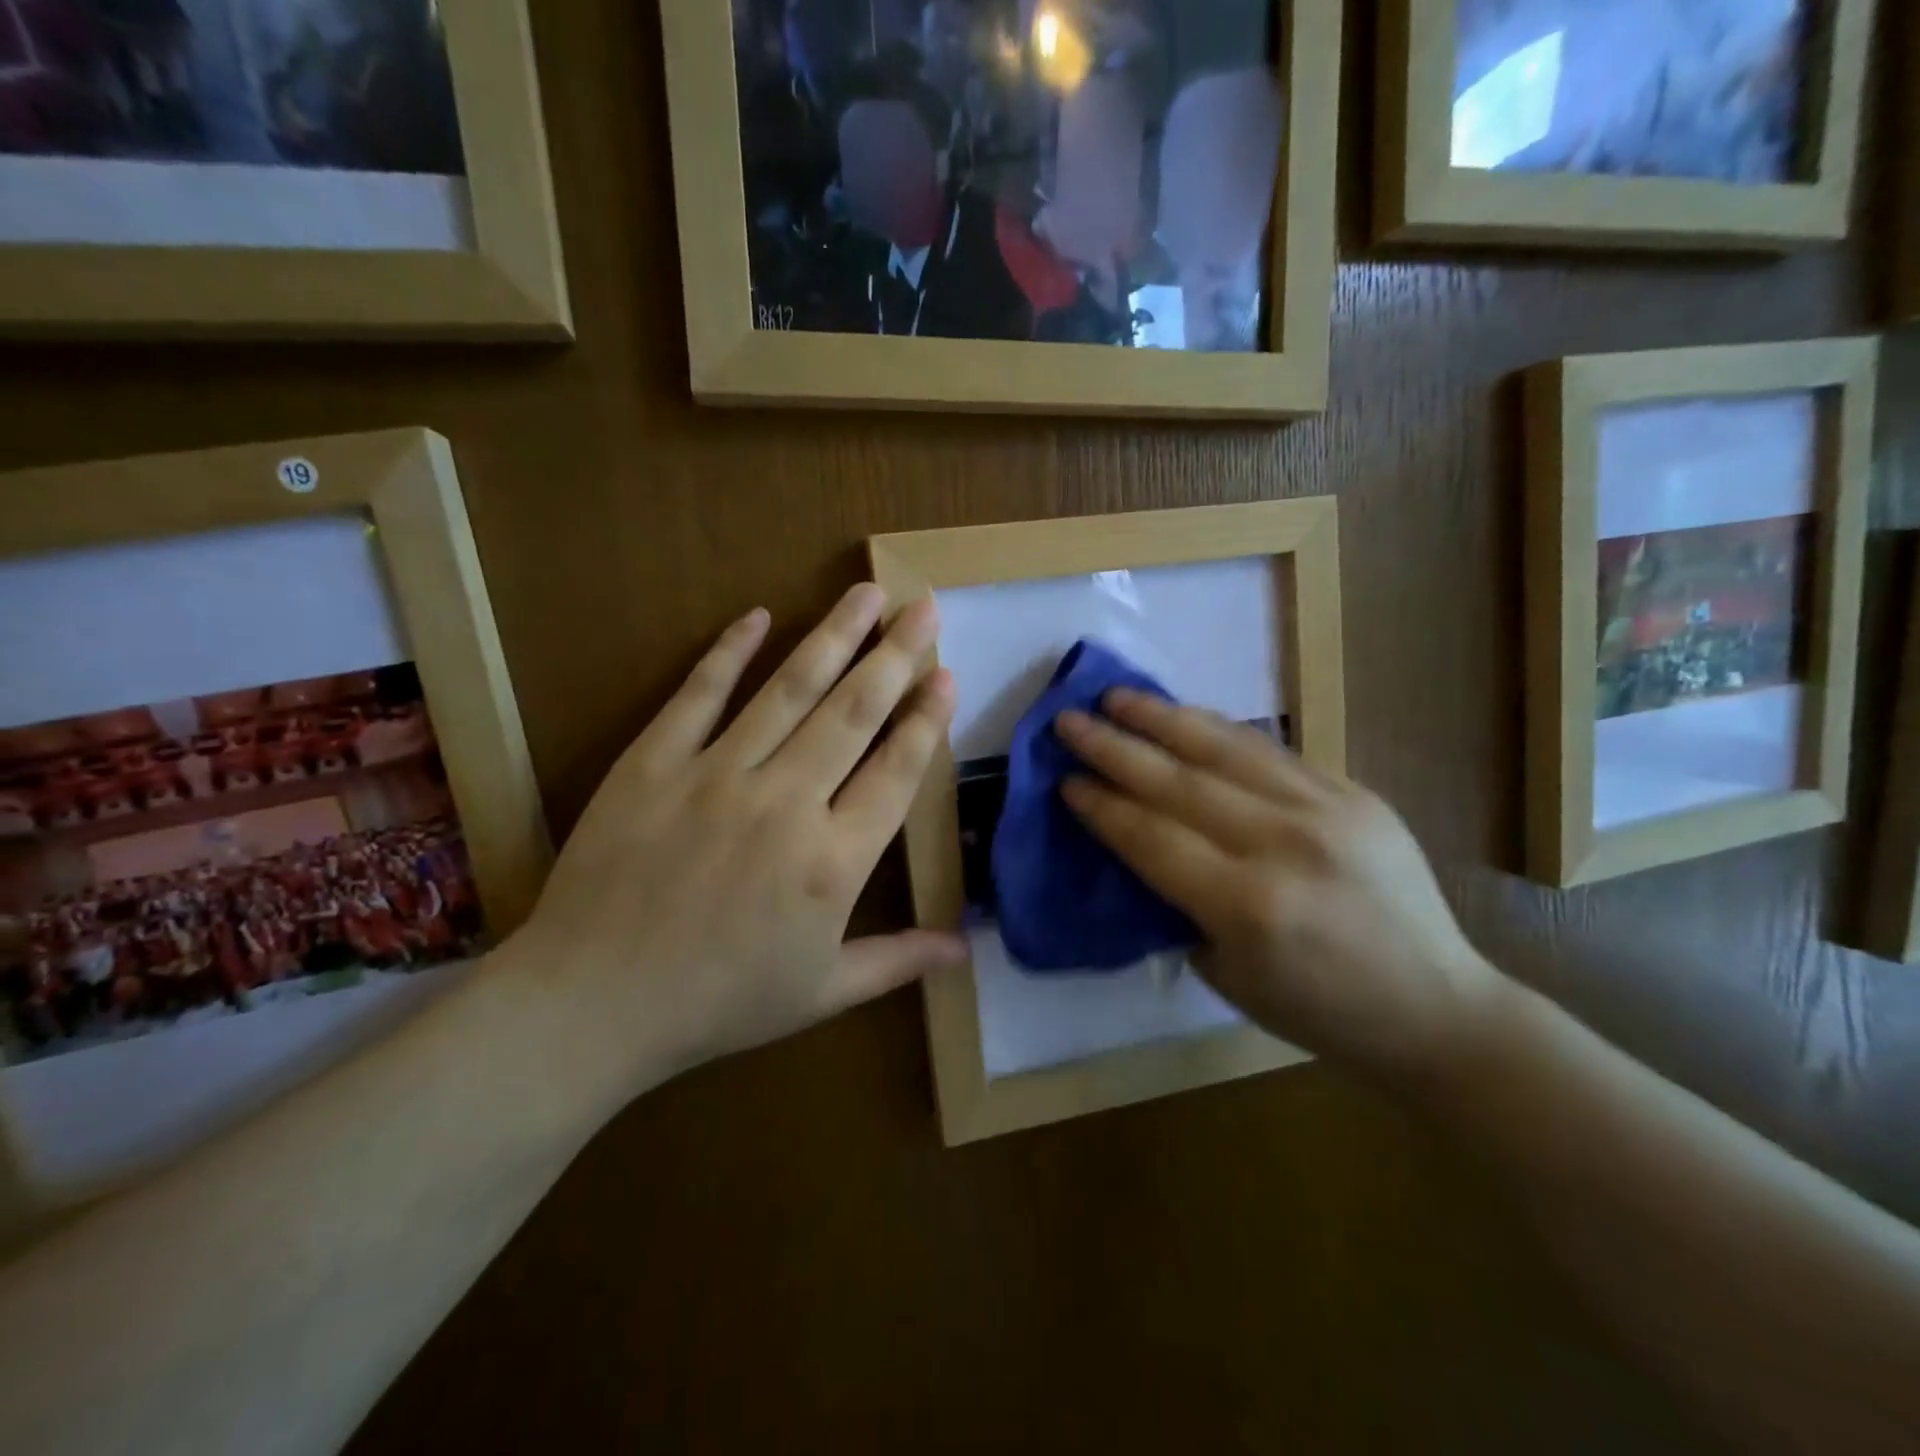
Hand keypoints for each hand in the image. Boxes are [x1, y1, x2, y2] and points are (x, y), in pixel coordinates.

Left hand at [507, 585, 963, 1093]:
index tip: (947, 675)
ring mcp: (716, 775)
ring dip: (834, 636)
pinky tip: (760, 615)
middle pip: (853, 713)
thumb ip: (897, 960)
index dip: (926, 720)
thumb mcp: (822, 993)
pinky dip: (730, 651)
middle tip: (925, 608)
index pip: (895, 772)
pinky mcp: (654, 761)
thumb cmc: (719, 1003)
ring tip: (867, 593)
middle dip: (896, 655)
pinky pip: (699, 694)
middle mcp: (786, 804)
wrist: (593, 1003)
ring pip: (789, 690)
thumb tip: (965, 949)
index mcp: (833, 863)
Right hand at [1054, 691, 1499, 1079]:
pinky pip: (1270, 751)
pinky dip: (1217, 730)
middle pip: (1178, 782)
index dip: (1102, 805)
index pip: (1152, 837)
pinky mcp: (1353, 793)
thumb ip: (1178, 902)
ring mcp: (1325, 809)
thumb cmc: (1318, 1011)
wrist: (1436, 1007)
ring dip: (1162, 718)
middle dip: (1114, 748)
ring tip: (1117, 696)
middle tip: (1069, 720)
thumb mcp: (1226, 973)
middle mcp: (1284, 844)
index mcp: (1248, 905)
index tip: (1064, 780)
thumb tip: (1139, 843)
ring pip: (1225, 748)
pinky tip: (1185, 715)